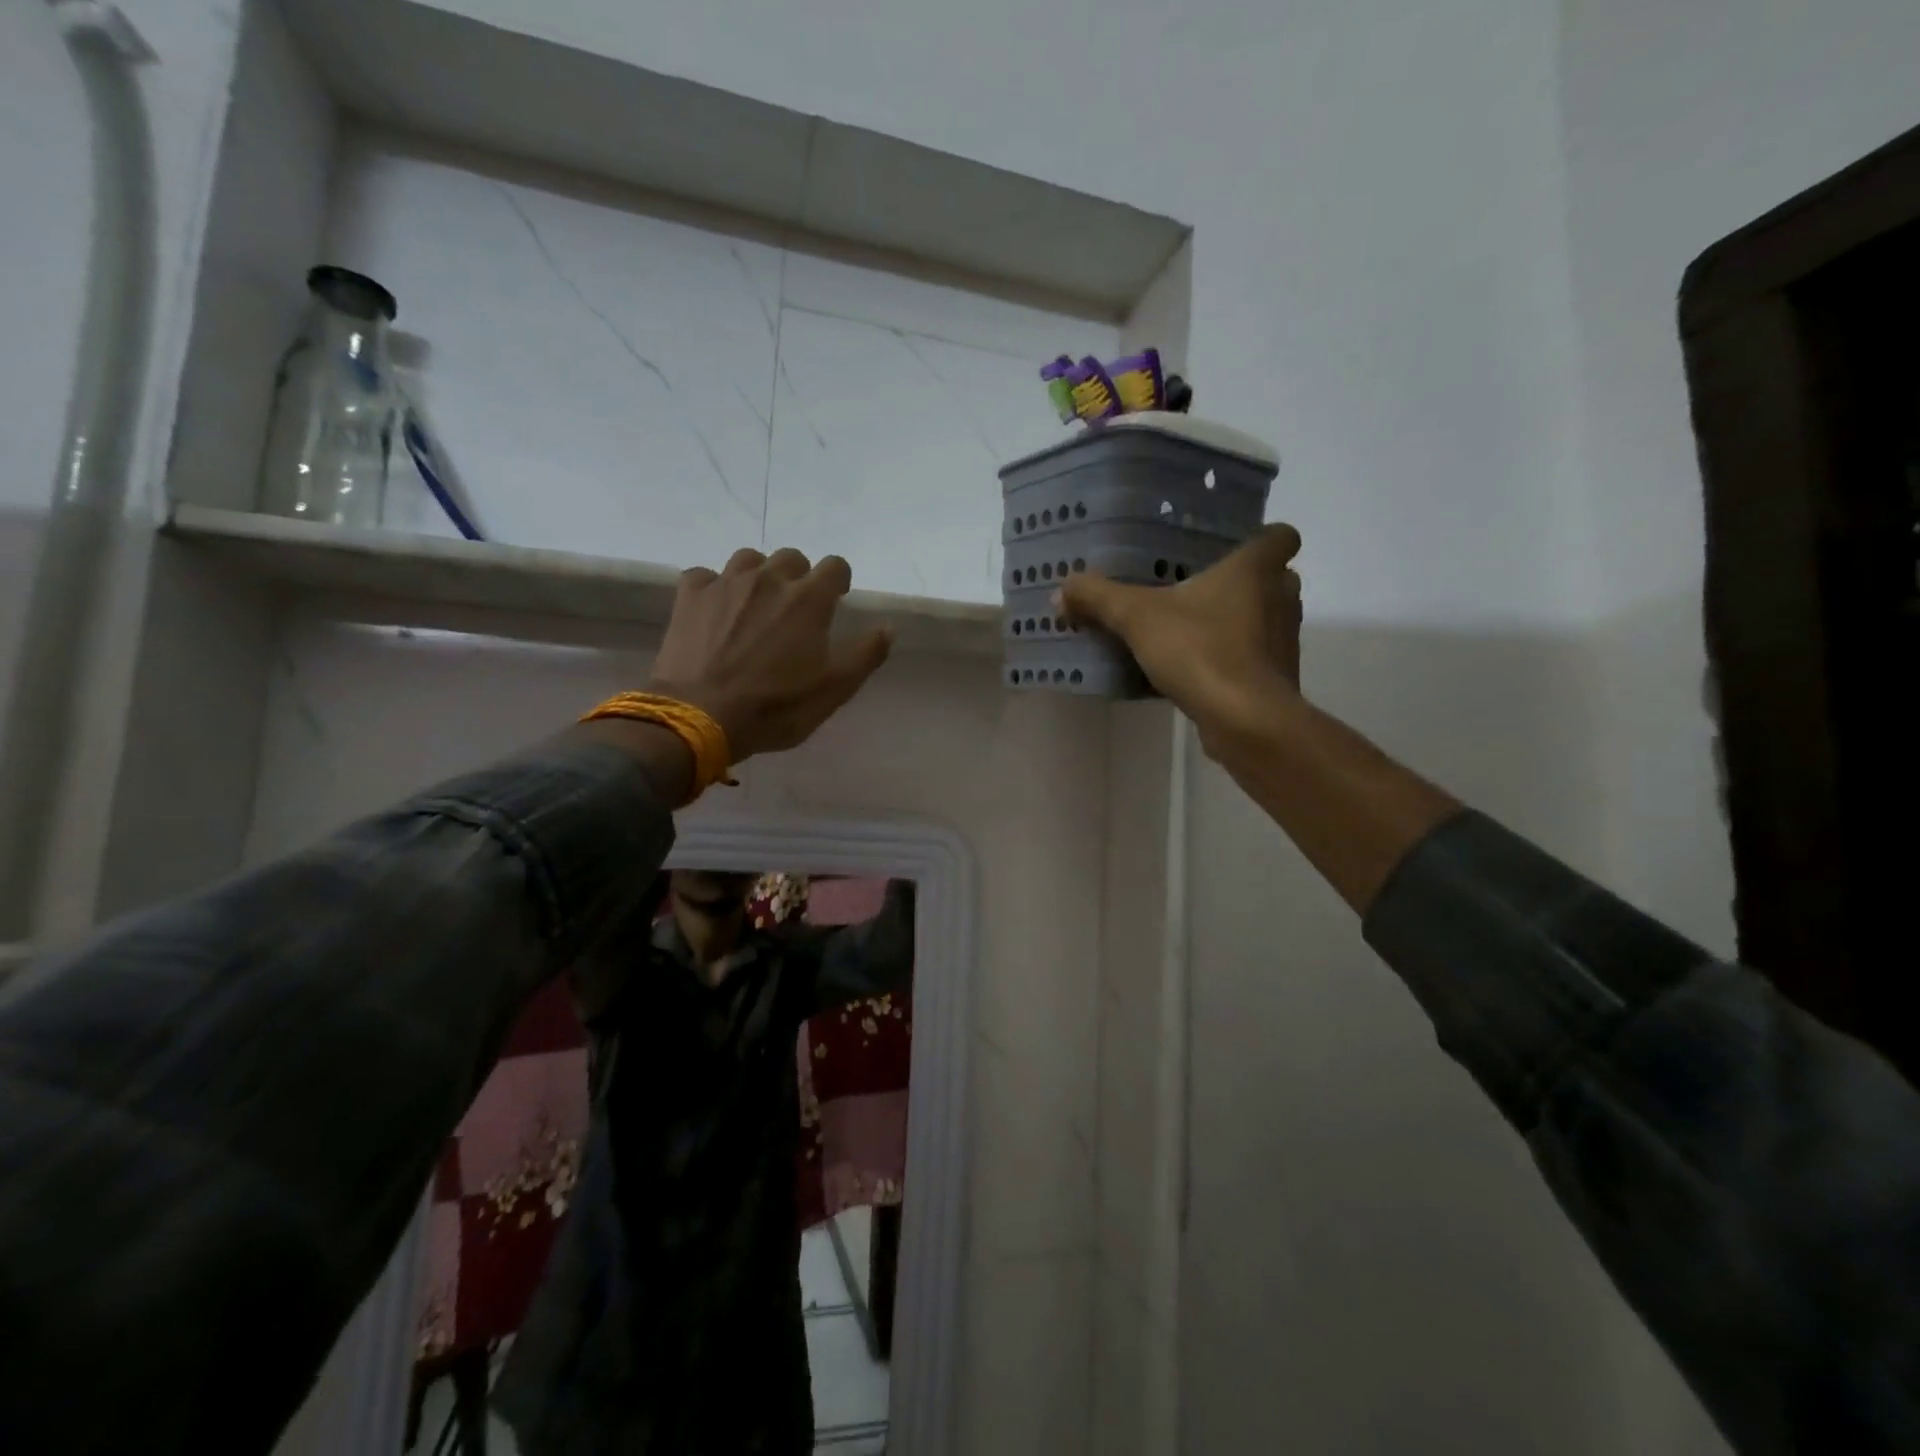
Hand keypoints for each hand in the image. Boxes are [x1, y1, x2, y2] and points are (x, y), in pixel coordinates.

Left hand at [648, 547, 893, 761]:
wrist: (701, 715)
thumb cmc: (776, 706)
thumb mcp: (834, 689)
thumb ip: (866, 654)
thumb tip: (888, 628)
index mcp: (809, 599)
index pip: (835, 566)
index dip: (839, 580)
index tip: (837, 598)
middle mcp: (769, 579)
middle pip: (791, 557)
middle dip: (799, 576)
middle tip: (795, 608)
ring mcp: (726, 583)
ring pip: (748, 560)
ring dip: (758, 575)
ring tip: (756, 604)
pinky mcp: (690, 596)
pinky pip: (706, 576)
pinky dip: (714, 587)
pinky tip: (715, 609)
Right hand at [1057, 524, 1303, 747]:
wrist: (1245, 720)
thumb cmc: (1200, 650)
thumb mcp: (1136, 618)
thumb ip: (1099, 598)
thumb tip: (1062, 590)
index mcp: (1256, 569)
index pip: (1282, 535)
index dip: (1263, 537)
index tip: (1232, 546)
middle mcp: (1280, 598)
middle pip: (1274, 577)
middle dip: (1243, 582)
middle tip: (1200, 588)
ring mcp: (1283, 641)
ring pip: (1265, 619)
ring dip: (1237, 622)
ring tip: (1192, 630)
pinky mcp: (1276, 679)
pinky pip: (1253, 658)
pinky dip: (1232, 660)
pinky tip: (1195, 670)